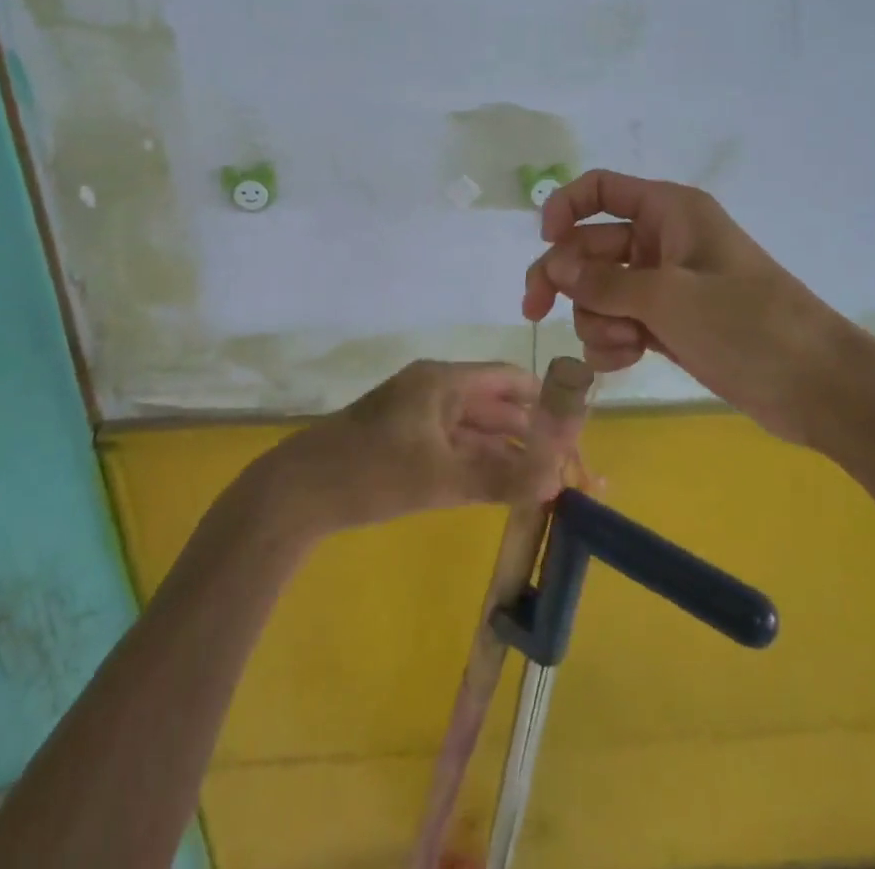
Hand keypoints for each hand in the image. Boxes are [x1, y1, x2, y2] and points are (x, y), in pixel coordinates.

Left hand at [275, 361, 571, 532]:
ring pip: (479, 430)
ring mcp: (421, 417)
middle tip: (570, 471)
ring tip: (550, 484)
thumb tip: (557, 481)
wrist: (298, 493)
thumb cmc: (370, 473)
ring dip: (511, 452)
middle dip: (534, 436)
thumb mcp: (440, 478)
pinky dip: (484, 463)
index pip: (509, 380)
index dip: (546, 402)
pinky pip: (458, 447)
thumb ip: (500, 477)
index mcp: (443, 381)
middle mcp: (436, 391)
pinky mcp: (409, 443)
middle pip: (497, 406)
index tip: (576, 434)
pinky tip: (508, 487)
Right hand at [522, 170, 833, 443]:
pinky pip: (619, 322)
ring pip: (600, 291)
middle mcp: (662, 241)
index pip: (602, 189)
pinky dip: (613, 341)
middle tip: (535, 311)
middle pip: (590, 246)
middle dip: (566, 279)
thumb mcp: (669, 298)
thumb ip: (604, 283)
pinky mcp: (668, 325)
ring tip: (623, 343)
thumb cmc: (747, 324)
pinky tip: (626, 360)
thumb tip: (554, 270)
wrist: (816, 385)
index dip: (566, 207)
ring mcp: (664, 286)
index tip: (546, 243)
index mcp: (669, 212)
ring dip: (596, 318)